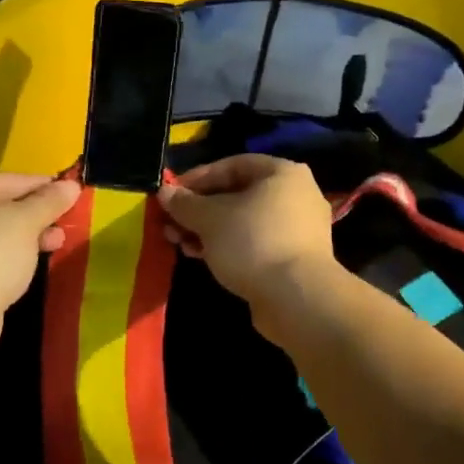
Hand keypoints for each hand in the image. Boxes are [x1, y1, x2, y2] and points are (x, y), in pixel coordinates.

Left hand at [0, 172, 81, 313]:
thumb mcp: (25, 221)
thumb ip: (48, 201)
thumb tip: (71, 186)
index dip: (35, 185)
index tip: (64, 191)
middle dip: (31, 214)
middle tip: (62, 220)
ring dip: (23, 237)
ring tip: (56, 243)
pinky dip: (6, 256)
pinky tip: (32, 261)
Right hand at [157, 155, 338, 321]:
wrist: (296, 298)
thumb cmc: (252, 242)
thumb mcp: (210, 219)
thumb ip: (185, 203)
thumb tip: (165, 192)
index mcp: (282, 173)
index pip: (232, 165)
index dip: (197, 177)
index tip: (172, 193)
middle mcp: (296, 195)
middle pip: (238, 195)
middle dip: (199, 209)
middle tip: (170, 222)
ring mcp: (298, 229)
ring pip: (244, 222)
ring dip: (208, 230)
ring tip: (179, 242)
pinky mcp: (293, 259)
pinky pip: (254, 243)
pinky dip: (227, 246)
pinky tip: (200, 256)